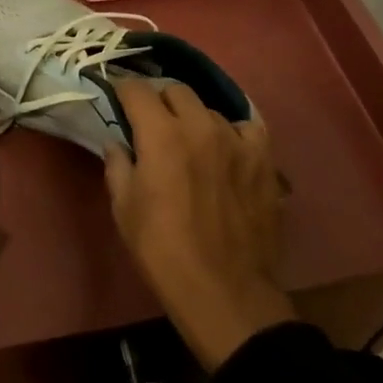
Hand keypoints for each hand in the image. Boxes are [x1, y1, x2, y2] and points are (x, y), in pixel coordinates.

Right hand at [105, 79, 294, 372]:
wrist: (225, 294)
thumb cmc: (164, 252)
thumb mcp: (124, 210)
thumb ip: (117, 165)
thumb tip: (117, 142)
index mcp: (161, 135)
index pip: (137, 89)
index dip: (123, 90)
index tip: (118, 99)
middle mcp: (200, 126)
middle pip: (176, 90)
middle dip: (159, 100)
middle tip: (152, 123)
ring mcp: (237, 140)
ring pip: (209, 109)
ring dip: (194, 119)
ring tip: (190, 142)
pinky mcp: (264, 159)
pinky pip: (247, 127)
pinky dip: (233, 132)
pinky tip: (227, 149)